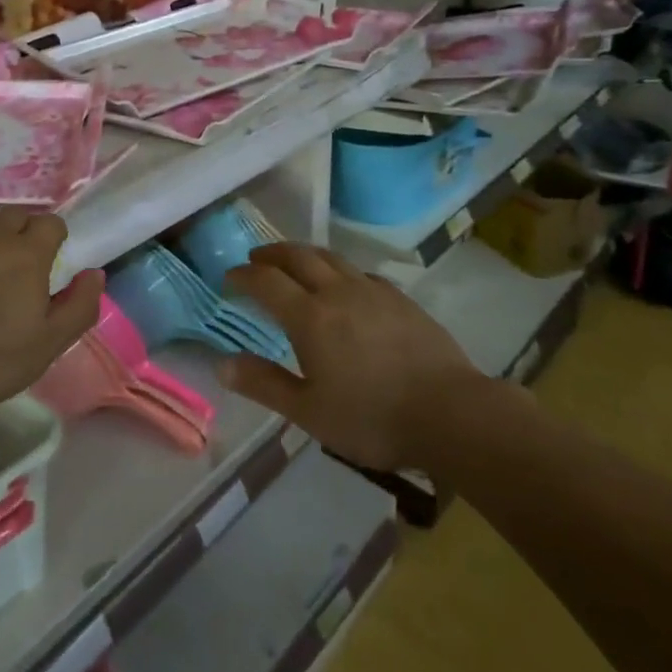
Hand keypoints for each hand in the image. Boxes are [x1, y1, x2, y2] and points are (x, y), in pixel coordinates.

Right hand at [223, 243, 491, 470]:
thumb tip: (221, 365)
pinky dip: (341, 271)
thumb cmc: (372, 418)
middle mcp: (337, 292)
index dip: (244, 276)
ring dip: (305, 254)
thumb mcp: (309, 412)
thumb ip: (265, 384)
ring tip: (294, 260)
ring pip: (331, 258)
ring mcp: (372, 291)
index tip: (229, 276)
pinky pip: (361, 272)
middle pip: (298, 257)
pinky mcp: (400, 298)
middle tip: (256, 257)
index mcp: (309, 317)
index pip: (266, 282)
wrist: (450, 412)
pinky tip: (346, 285)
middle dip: (272, 254)